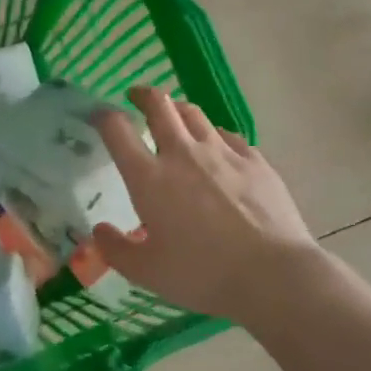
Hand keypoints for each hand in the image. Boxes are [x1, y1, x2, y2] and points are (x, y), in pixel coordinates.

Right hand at [92, 87, 322, 329]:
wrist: (272, 274)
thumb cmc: (201, 273)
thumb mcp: (145, 272)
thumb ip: (115, 249)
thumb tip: (99, 230)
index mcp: (149, 177)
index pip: (117, 130)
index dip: (103, 117)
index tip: (98, 117)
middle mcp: (183, 154)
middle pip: (160, 105)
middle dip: (143, 95)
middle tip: (136, 97)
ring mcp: (223, 153)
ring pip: (194, 114)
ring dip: (178, 110)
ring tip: (174, 117)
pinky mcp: (255, 161)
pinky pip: (227, 135)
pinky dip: (213, 135)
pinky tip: (215, 147)